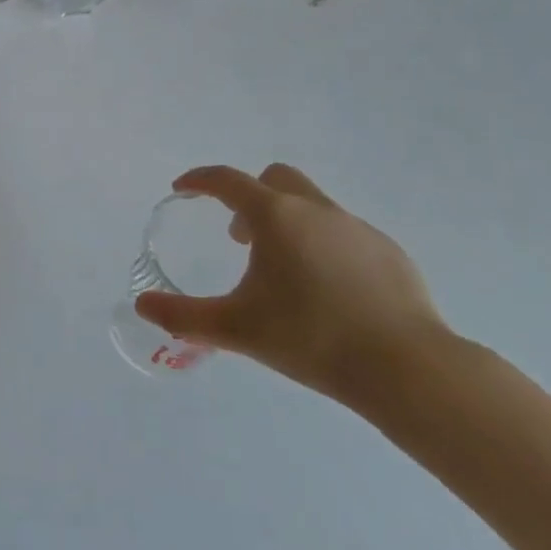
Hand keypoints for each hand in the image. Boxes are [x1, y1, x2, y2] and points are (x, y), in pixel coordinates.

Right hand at [134, 163, 448, 402]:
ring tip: (285, 273)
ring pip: (312, 206)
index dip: (199, 180)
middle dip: (250, 198)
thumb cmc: (311, 338)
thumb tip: (142, 306)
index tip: (183, 189)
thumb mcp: (237, 329)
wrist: (408, 369)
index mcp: (275, 216)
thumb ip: (184, 316)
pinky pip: (345, 235)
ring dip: (289, 223)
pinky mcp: (390, 253)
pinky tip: (331, 293)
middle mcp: (315, 209)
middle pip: (274, 179)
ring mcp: (357, 228)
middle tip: (240, 237)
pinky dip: (326, 248)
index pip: (226, 180)